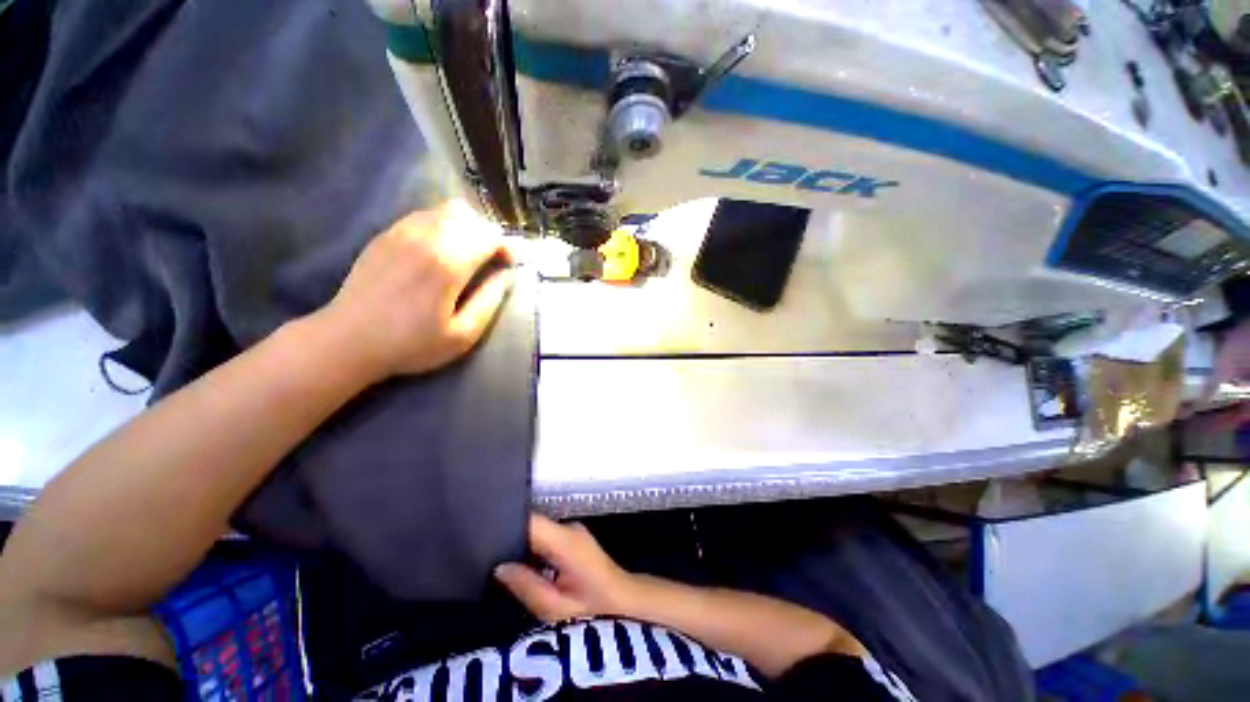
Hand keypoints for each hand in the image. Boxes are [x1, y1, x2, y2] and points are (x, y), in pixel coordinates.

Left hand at [316, 200, 513, 380]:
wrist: (347, 340)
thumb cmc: (410, 344)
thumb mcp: (463, 335)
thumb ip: (490, 301)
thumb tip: (507, 275)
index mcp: (447, 263)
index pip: (488, 235)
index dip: (506, 247)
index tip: (509, 265)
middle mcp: (425, 237)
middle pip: (469, 216)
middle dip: (488, 235)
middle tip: (492, 260)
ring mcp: (400, 232)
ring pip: (445, 210)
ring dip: (466, 227)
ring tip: (469, 254)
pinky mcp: (385, 235)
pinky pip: (424, 215)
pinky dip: (443, 225)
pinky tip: (441, 251)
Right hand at [495, 514, 639, 622]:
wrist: (622, 598)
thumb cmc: (592, 606)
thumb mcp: (555, 607)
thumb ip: (526, 586)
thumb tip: (500, 567)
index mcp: (566, 541)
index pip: (531, 521)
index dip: (508, 525)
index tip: (486, 536)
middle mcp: (568, 528)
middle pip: (533, 524)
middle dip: (511, 537)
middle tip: (486, 554)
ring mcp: (572, 530)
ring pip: (538, 531)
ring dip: (522, 544)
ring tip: (499, 560)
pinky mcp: (572, 537)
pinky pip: (546, 537)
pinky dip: (533, 548)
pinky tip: (522, 564)